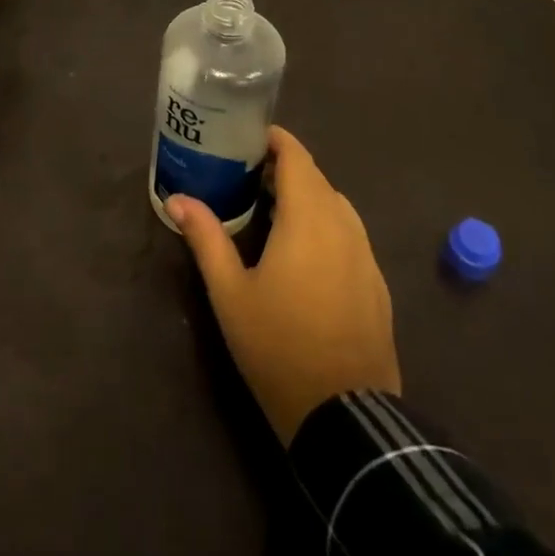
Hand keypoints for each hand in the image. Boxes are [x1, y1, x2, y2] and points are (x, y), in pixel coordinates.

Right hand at [168, 126, 400, 444]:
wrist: (345, 416)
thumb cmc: (278, 346)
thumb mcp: (230, 293)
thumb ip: (206, 238)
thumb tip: (178, 199)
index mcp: (308, 218)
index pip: (297, 156)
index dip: (275, 140)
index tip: (246, 139)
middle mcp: (343, 224)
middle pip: (315, 178)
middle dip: (284, 169)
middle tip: (246, 177)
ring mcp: (366, 254)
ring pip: (335, 205)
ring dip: (306, 197)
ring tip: (271, 211)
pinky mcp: (376, 282)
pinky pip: (349, 234)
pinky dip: (325, 225)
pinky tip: (304, 254)